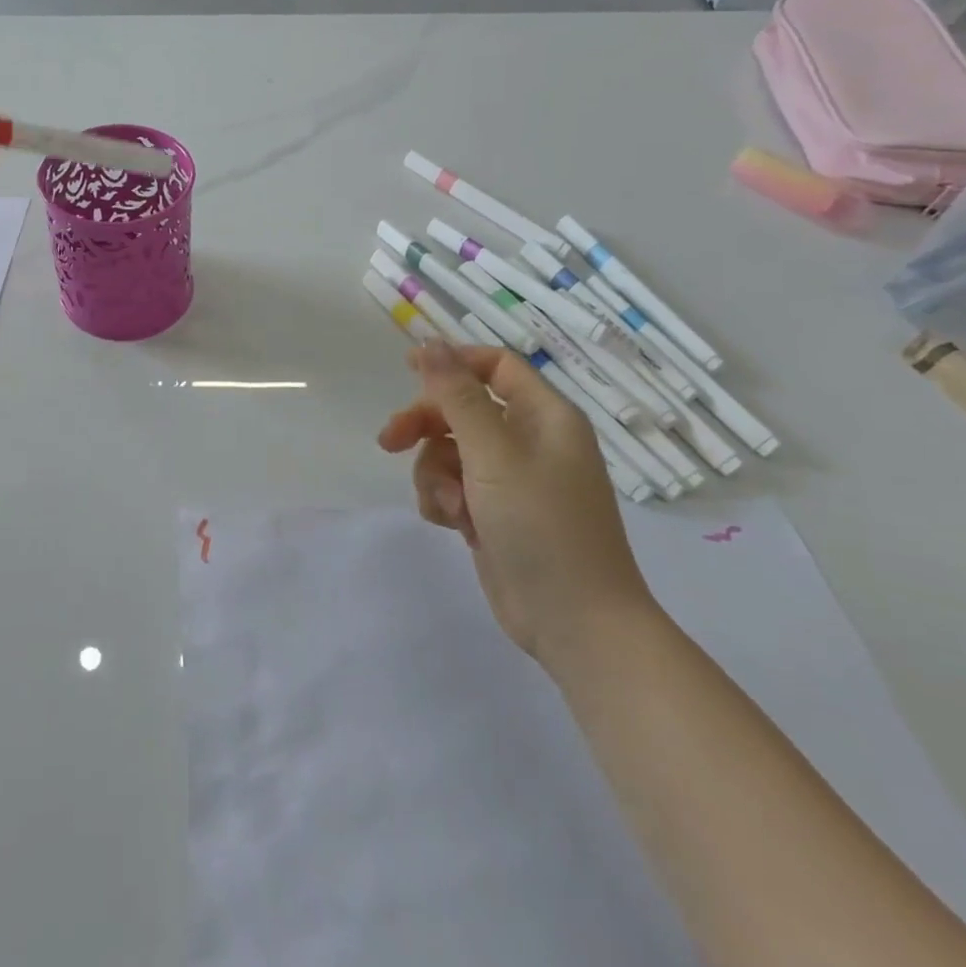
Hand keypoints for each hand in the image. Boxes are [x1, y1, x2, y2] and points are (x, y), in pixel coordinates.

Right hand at [378, 341, 657, 668]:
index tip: (407, 368)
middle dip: (425, 424)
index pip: (495, 366)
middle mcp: (530, 441)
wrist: (575, 624)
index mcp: (545, 417)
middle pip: (462, 409)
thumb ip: (457, 396)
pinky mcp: (495, 512)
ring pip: (450, 450)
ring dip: (436, 473)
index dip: (452, 362)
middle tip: (389, 440)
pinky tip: (452, 524)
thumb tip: (430, 342)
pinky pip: (453, 486)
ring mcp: (512, 480)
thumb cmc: (542, 527)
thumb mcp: (494, 454)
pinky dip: (444, 500)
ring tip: (450, 507)